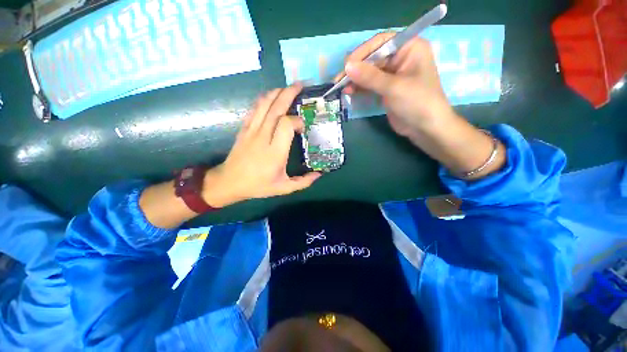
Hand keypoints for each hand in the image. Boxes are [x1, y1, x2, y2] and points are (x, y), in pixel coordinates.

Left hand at [202, 84, 321, 207]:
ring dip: (277, 93)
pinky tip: (271, 96)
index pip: (286, 125)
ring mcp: (251, 131)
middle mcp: (263, 137)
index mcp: (274, 152)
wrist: (230, 182)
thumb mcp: (284, 188)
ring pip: (264, 105)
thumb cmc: (258, 186)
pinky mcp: (244, 128)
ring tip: (288, 87)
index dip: (297, 121)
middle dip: (289, 94)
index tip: (303, 128)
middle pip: (276, 109)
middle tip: (301, 85)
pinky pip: (254, 109)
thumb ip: (303, 182)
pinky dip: (264, 99)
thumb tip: (320, 174)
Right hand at [337, 33, 455, 139]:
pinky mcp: (387, 89)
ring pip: (369, 72)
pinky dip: (360, 87)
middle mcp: (401, 57)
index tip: (347, 65)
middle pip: (373, 58)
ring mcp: (393, 74)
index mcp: (410, 47)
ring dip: (355, 79)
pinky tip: (349, 91)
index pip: (381, 42)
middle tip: (339, 80)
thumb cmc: (417, 102)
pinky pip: (370, 84)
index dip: (363, 52)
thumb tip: (347, 67)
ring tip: (341, 87)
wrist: (425, 128)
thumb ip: (370, 77)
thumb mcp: (394, 88)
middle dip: (356, 69)